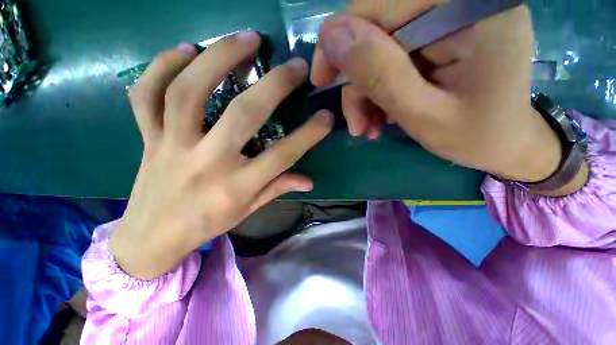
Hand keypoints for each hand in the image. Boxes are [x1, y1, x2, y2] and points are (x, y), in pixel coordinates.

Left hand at [110, 32, 333, 279]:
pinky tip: (185, 49)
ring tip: (246, 38)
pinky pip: (146, 94)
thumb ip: (278, 188)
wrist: (152, 236)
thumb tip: (309, 181)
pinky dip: (161, 65)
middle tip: (296, 65)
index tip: (326, 116)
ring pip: (189, 91)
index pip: (283, 156)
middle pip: (244, 114)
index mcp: (237, 186)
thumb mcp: (247, 210)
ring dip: (219, 57)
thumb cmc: (207, 224)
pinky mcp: (147, 138)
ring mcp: (172, 146)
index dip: (309, 134)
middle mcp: (207, 162)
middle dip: (275, 85)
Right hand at [311, 6, 562, 182]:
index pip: (380, 4)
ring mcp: (451, 18)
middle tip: (356, 121)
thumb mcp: (424, 115)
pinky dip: (378, 90)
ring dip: (365, 92)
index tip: (322, 81)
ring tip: (368, 127)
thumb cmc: (477, 137)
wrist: (506, 144)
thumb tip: (331, 37)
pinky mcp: (440, 37)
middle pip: (377, 27)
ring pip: (378, 47)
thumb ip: (380, 74)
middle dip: (356, 79)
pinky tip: (380, 118)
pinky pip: (390, 57)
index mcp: (473, 8)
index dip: (341, 41)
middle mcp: (462, 1)